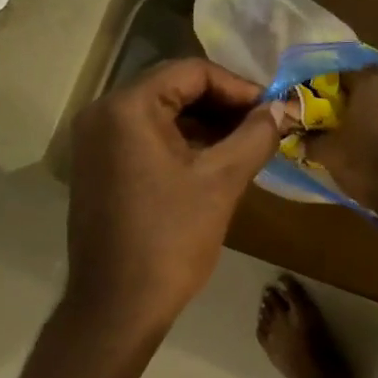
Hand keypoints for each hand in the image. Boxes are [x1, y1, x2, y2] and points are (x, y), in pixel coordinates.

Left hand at [67, 58, 285, 335]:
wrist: (117, 306)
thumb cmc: (170, 240)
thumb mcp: (221, 182)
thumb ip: (255, 136)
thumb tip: (281, 109)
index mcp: (127, 108)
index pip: (192, 72)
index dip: (239, 87)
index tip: (273, 109)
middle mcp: (102, 114)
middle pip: (173, 88)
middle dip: (223, 105)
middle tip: (264, 126)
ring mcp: (95, 143)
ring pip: (161, 115)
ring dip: (205, 125)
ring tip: (246, 145)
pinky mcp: (98, 168)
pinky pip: (145, 139)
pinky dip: (182, 144)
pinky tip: (215, 162)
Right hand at [307, 67, 377, 222]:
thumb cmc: (366, 165)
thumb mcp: (329, 154)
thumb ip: (311, 140)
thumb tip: (299, 139)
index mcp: (371, 82)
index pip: (343, 74)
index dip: (329, 90)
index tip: (321, 106)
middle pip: (373, 80)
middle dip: (359, 93)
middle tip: (345, 115)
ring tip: (368, 126)